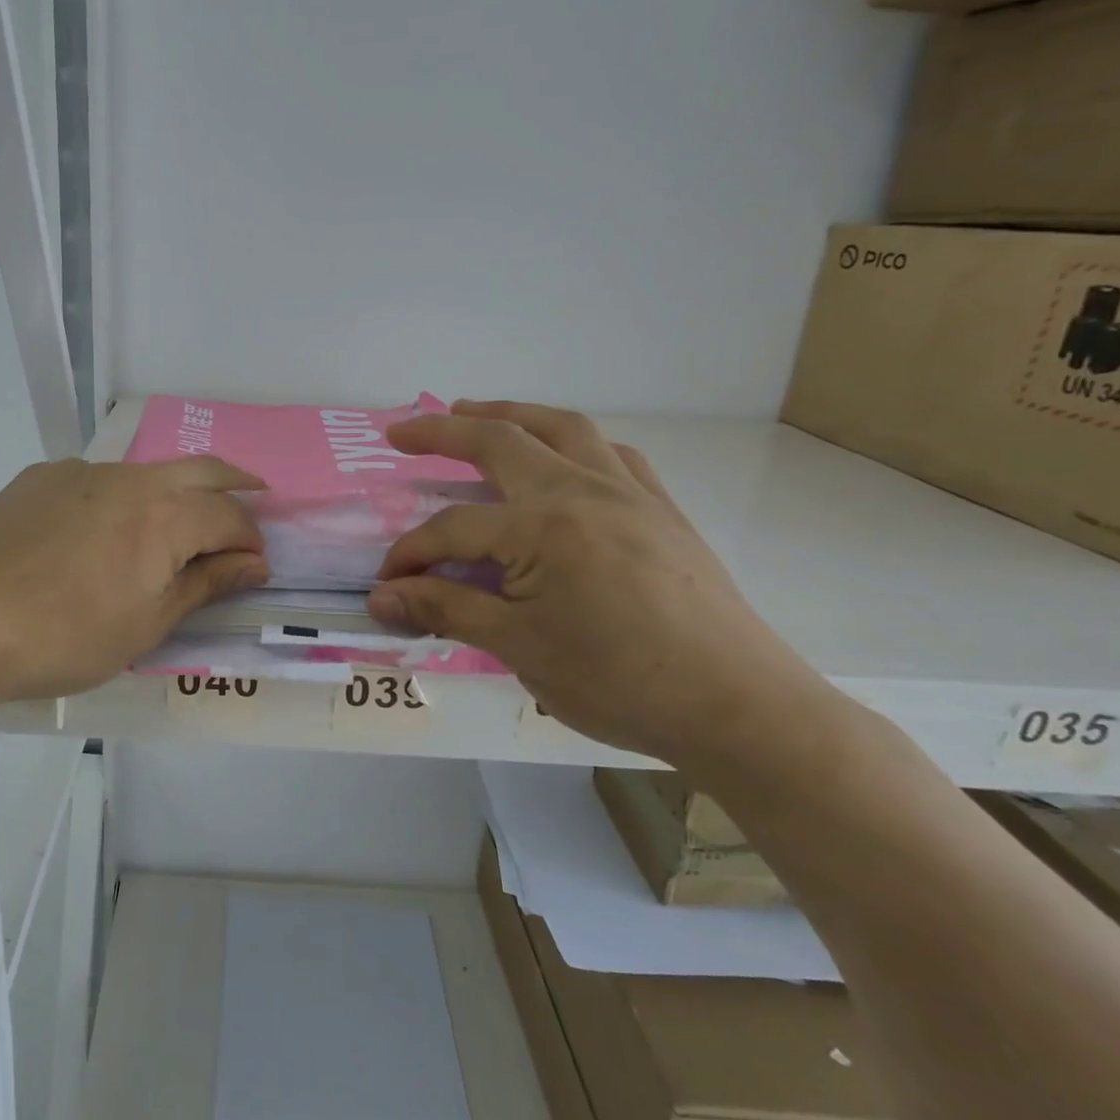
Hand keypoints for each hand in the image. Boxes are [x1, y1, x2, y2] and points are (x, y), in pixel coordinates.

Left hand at [0, 456, 269, 704]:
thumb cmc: (65, 637)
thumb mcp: (146, 625)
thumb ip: (205, 585)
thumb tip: (255, 564)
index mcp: (165, 516)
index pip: (230, 516)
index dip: (250, 539)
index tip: (256, 564)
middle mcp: (130, 478)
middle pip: (201, 469)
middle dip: (235, 483)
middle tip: (256, 495)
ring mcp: (82, 471)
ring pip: (147, 471)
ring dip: (176, 489)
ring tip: (182, 516)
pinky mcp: (42, 477)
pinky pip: (97, 479)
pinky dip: (121, 496)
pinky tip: (102, 528)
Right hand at [368, 402, 823, 767]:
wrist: (739, 708)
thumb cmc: (620, 682)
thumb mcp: (519, 649)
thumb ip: (446, 610)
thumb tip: (380, 598)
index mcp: (542, 527)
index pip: (453, 529)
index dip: (411, 554)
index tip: (387, 584)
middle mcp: (583, 491)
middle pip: (501, 441)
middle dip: (443, 431)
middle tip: (402, 434)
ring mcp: (629, 494)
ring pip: (562, 429)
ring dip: (511, 414)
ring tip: (475, 412)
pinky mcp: (662, 510)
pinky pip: (612, 455)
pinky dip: (573, 443)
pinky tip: (563, 458)